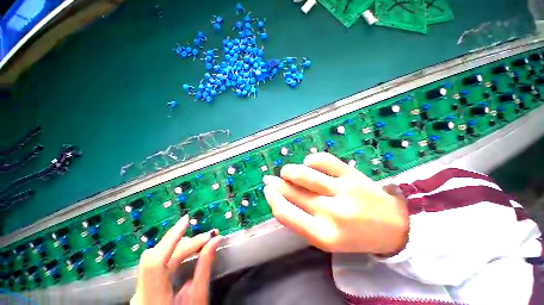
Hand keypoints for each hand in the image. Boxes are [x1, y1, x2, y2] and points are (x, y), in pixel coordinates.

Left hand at [131, 215, 221, 304]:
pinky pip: (157, 263)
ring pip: (156, 257)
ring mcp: (140, 289)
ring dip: (179, 246)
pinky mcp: (144, 287)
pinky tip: (186, 251)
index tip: (186, 220)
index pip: (156, 261)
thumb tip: (215, 239)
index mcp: (154, 298)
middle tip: (206, 237)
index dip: (170, 238)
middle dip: (182, 242)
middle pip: (157, 256)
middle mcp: (141, 292)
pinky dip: (173, 253)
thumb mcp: (199, 297)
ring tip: (200, 242)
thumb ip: (205, 266)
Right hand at [262, 152, 408, 254]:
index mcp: (323, 235)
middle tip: (271, 179)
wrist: (394, 226)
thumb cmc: (354, 235)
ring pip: (305, 174)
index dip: (272, 199)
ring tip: (287, 172)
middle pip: (293, 192)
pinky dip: (311, 160)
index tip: (267, 190)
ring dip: (289, 171)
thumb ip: (301, 219)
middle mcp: (331, 213)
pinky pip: (324, 160)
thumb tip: (280, 196)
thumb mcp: (325, 237)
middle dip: (277, 183)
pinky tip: (309, 163)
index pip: (286, 213)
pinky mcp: (352, 175)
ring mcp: (343, 191)